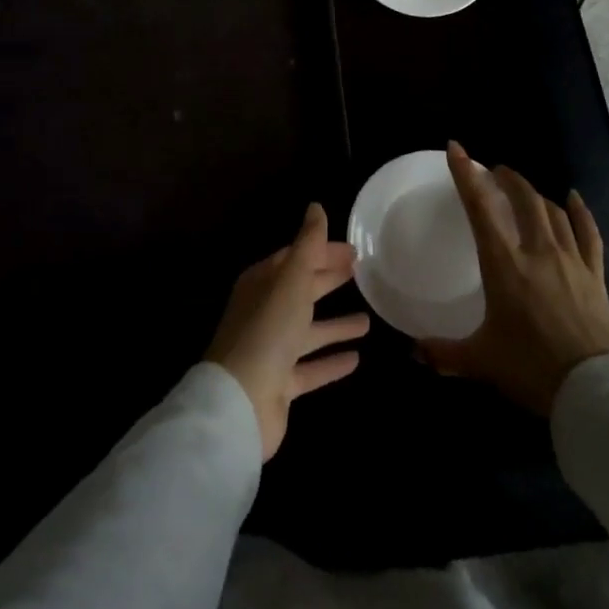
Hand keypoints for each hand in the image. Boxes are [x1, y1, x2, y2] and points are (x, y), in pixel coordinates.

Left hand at [206, 204, 369, 460]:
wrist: (240, 402)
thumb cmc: (267, 330)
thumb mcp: (291, 279)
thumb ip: (307, 244)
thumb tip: (316, 206)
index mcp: (261, 283)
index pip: (295, 258)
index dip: (322, 251)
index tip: (353, 250)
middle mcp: (264, 312)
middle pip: (301, 291)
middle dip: (328, 280)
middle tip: (361, 272)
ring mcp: (271, 350)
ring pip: (308, 331)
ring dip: (335, 324)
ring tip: (368, 320)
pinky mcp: (281, 383)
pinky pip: (311, 368)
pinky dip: (331, 362)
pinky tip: (356, 358)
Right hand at [417, 141, 608, 415]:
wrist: (594, 390)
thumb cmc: (531, 368)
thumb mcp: (481, 361)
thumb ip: (444, 353)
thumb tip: (414, 352)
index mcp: (505, 265)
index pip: (481, 208)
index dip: (466, 175)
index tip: (456, 149)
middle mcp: (538, 252)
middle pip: (524, 200)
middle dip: (507, 179)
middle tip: (494, 171)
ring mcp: (571, 261)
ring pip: (554, 212)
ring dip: (536, 194)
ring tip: (524, 189)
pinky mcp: (595, 275)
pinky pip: (589, 234)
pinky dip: (581, 212)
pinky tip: (574, 198)